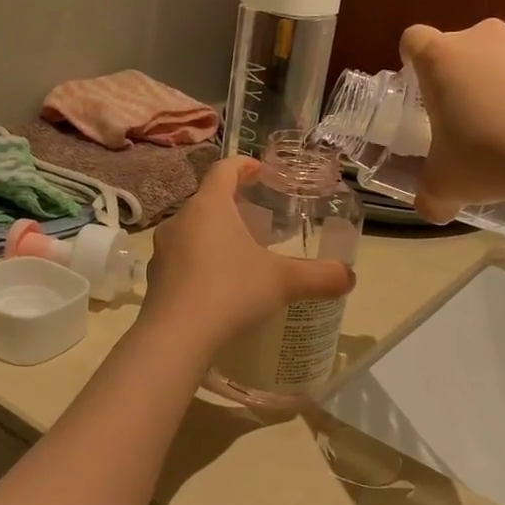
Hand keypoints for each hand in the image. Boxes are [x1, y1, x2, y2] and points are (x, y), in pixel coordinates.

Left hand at [141, 157, 353, 355]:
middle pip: (207, 201)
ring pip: (192, 232)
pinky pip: (181, 261)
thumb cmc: (231, 292)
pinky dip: (200, 265)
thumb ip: (320, 276)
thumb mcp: (284, 283)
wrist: (175, 338)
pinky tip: (218, 288)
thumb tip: (349, 277)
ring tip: (240, 256)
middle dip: (233, 207)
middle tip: (259, 222)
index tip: (260, 172)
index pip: (224, 169)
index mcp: (209, 206)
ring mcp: (162, 251)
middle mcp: (180, 221)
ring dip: (214, 237)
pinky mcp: (154, 280)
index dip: (244, 165)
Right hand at [400, 19, 504, 222]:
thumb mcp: (444, 187)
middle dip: (465, 76)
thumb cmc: (487, 159)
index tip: (422, 88)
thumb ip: (430, 196)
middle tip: (470, 118)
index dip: (414, 61)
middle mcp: (483, 37)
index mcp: (441, 60)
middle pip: (463, 47)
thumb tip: (433, 209)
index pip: (414, 40)